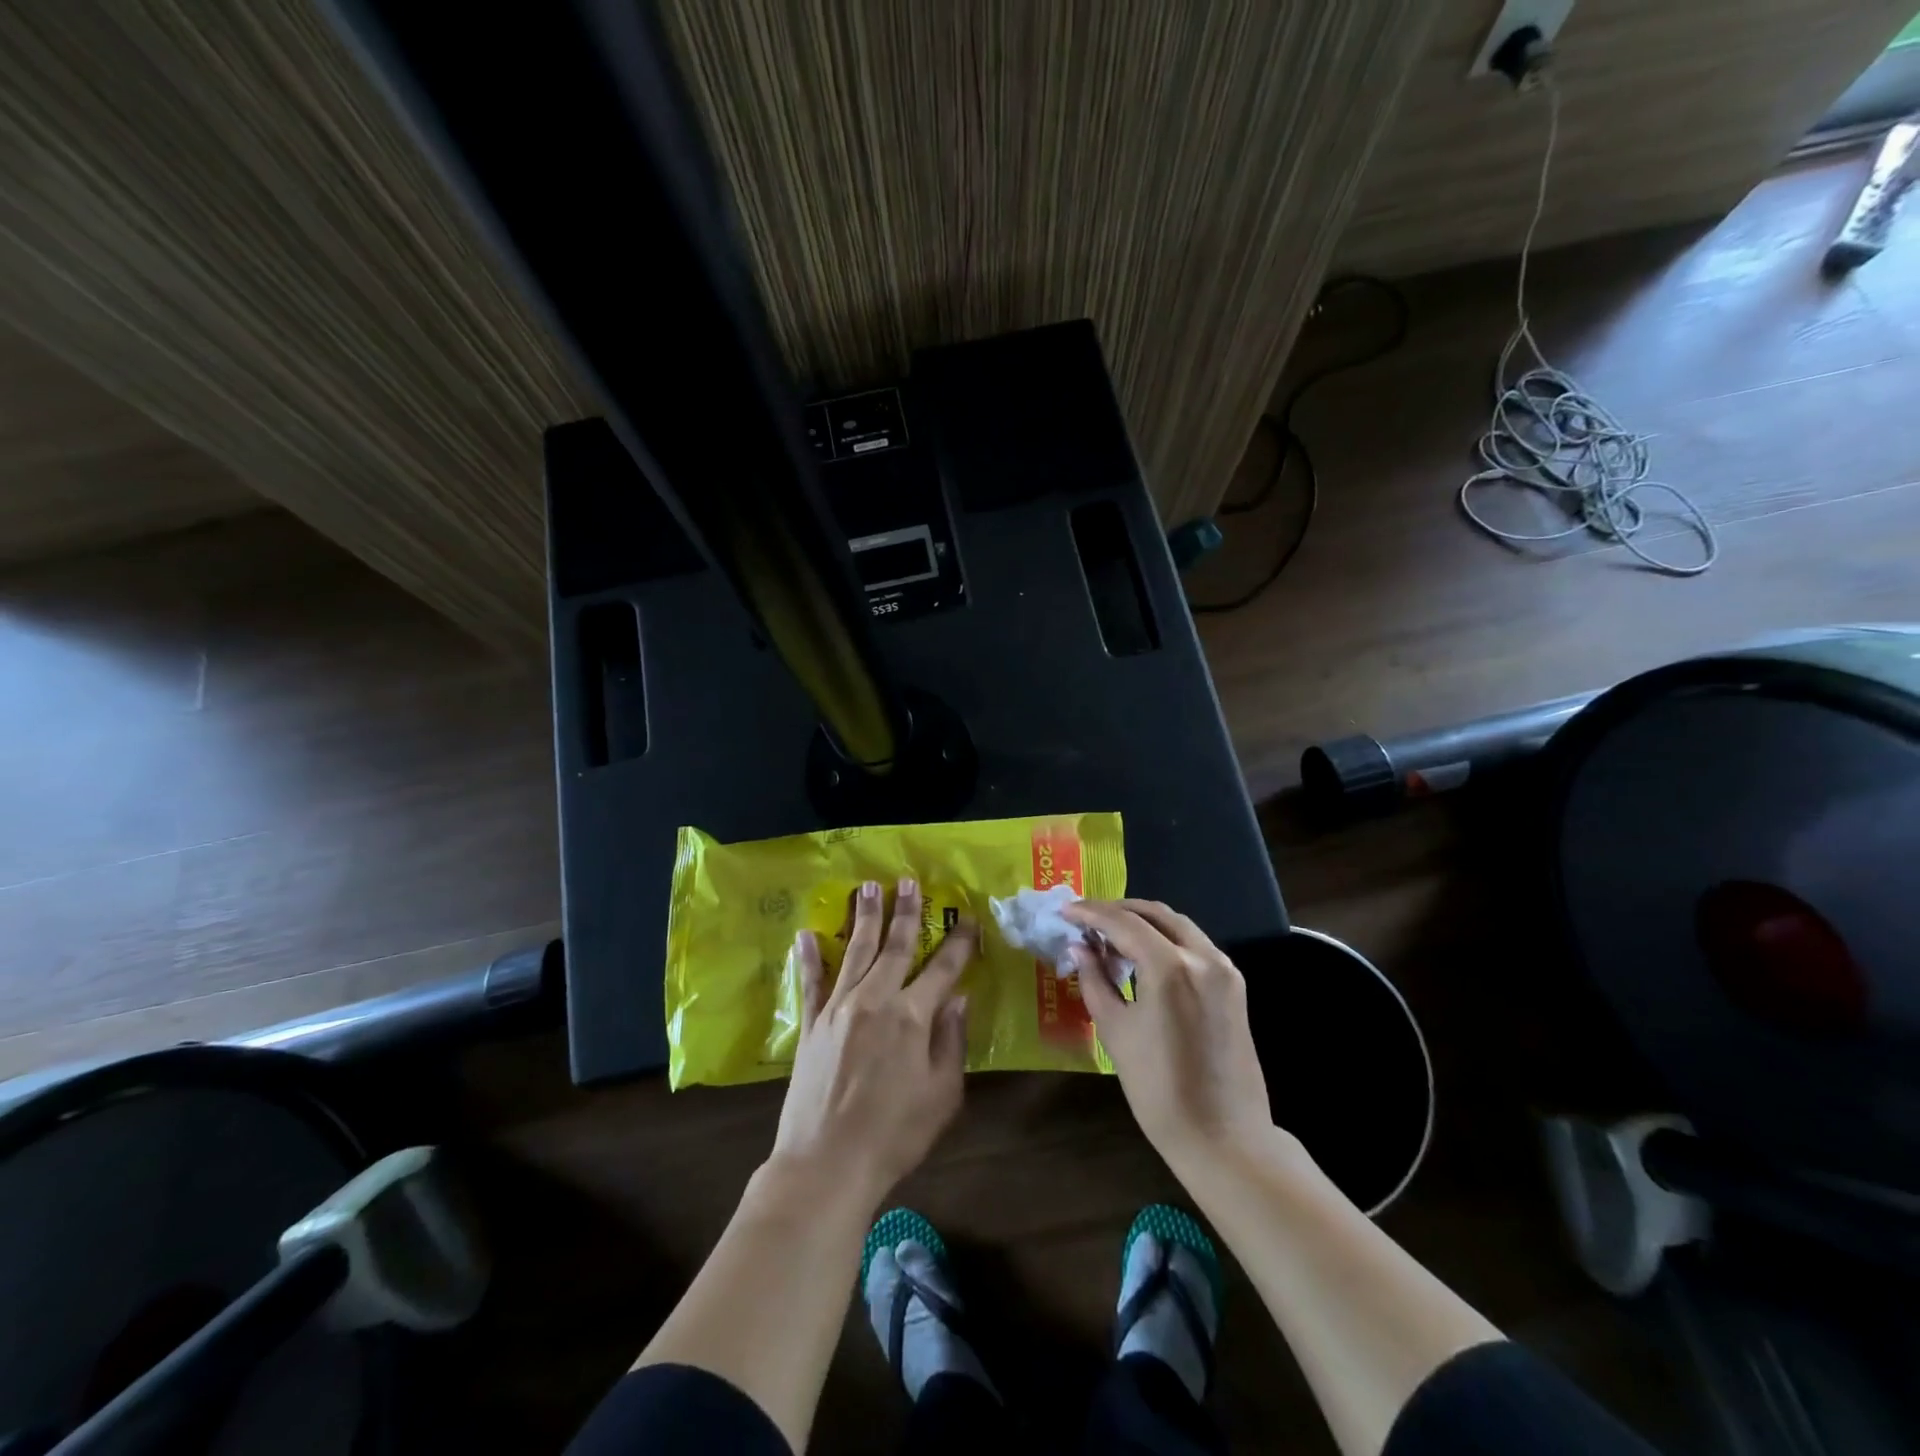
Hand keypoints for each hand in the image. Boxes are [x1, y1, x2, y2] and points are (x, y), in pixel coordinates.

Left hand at [770, 878, 975, 1210]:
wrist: (826, 1163)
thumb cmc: (895, 1134)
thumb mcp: (942, 1094)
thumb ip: (952, 1041)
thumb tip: (958, 997)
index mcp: (912, 1016)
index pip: (944, 968)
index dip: (959, 941)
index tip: (967, 916)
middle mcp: (875, 999)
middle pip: (895, 946)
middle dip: (906, 912)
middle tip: (908, 881)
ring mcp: (838, 1008)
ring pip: (856, 951)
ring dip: (864, 918)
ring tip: (867, 888)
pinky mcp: (811, 1024)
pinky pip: (811, 982)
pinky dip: (809, 957)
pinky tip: (806, 933)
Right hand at [1067, 899, 1277, 1171]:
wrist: (1224, 1138)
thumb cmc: (1159, 1090)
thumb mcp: (1116, 1032)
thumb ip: (1095, 980)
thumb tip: (1079, 947)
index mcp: (1171, 968)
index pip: (1124, 923)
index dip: (1091, 913)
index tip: (1065, 910)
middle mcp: (1203, 957)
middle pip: (1155, 914)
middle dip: (1117, 910)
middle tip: (1086, 918)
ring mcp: (1223, 969)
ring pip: (1177, 925)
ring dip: (1142, 922)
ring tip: (1109, 935)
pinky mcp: (1233, 985)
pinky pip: (1193, 945)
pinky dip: (1164, 939)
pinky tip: (1141, 954)